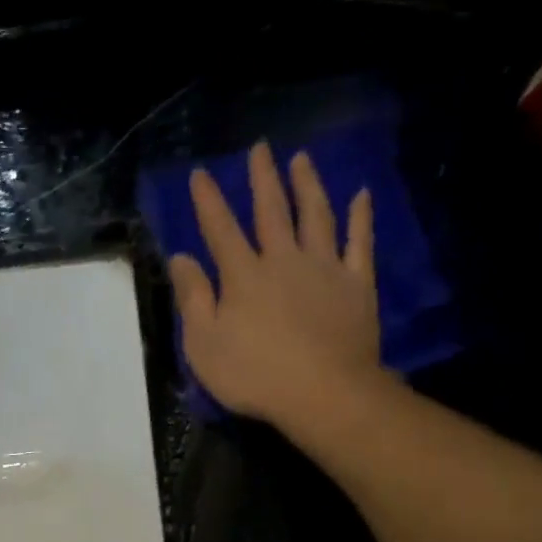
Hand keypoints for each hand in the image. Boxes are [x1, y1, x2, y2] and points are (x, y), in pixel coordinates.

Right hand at [170, 141, 381, 429]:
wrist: (324, 393)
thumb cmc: (254, 375)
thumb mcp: (204, 345)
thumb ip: (193, 299)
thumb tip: (181, 258)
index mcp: (243, 276)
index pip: (220, 229)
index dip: (209, 201)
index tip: (201, 174)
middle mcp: (283, 260)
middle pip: (271, 211)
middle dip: (262, 179)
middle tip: (261, 148)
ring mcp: (324, 268)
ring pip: (316, 216)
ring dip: (307, 185)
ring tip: (301, 160)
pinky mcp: (357, 283)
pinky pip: (360, 241)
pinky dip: (360, 217)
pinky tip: (361, 196)